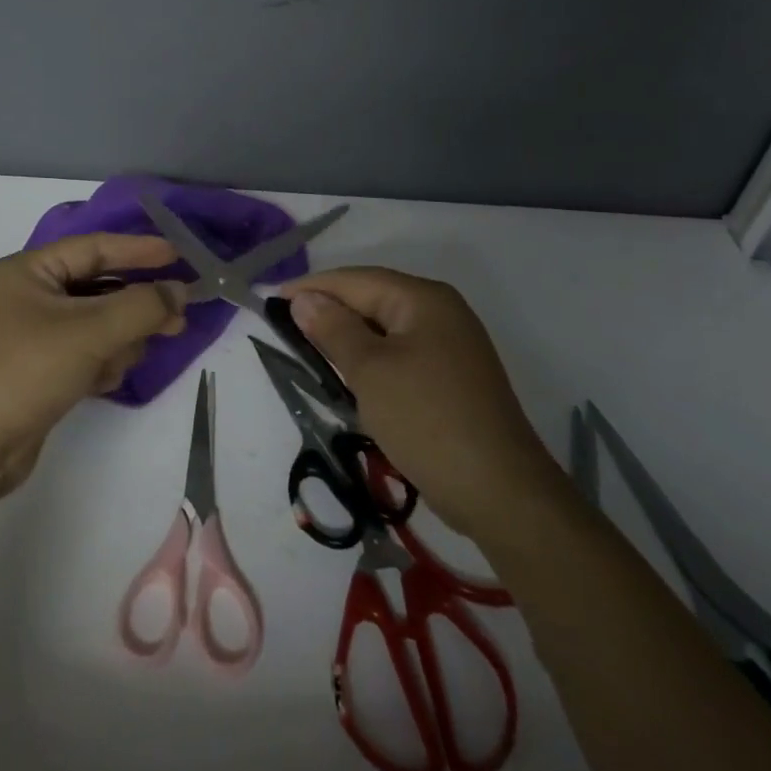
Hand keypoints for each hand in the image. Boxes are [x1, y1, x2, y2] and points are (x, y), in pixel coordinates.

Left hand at [0, 234, 186, 500]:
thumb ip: (142, 306)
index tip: (181, 256)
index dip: (139, 250)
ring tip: (123, 360)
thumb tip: (179, 290)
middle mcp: (26, 295)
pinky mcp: (36, 369)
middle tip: (178, 319)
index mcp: (27, 271)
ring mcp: (29, 335)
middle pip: (98, 288)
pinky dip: (98, 363)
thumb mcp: (90, 332)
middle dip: (134, 306)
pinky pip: (82, 352)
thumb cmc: (26, 372)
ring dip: (116, 341)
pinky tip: (101, 383)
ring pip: (95, 324)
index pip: (94, 248)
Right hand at [283, 267, 557, 539]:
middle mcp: (441, 312)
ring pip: (385, 329)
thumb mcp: (370, 371)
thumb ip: (333, 329)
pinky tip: (348, 374)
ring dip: (347, 336)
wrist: (499, 490)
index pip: (356, 280)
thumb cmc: (427, 419)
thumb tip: (304, 299)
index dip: (311, 287)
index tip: (271, 300)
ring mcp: (450, 346)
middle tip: (283, 325)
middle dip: (329, 309)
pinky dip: (370, 359)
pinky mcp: (451, 377)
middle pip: (372, 299)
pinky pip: (400, 353)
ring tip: (306, 347)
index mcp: (423, 299)